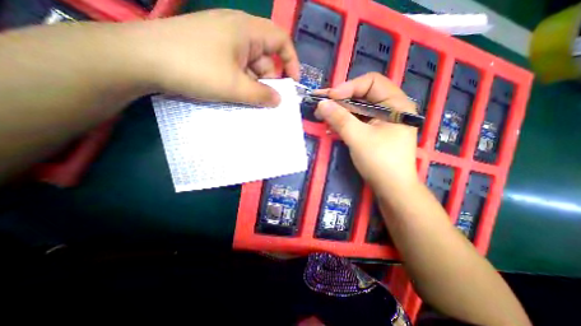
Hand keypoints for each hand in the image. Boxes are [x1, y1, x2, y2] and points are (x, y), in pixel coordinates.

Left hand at [127, 9, 298, 104]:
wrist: (141, 59)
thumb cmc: (195, 69)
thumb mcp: (235, 86)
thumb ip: (261, 95)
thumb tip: (279, 101)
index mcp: (246, 30)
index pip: (281, 40)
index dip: (291, 61)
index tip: (293, 83)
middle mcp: (237, 31)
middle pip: (264, 57)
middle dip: (267, 80)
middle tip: (265, 100)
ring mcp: (223, 40)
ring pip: (249, 65)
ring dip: (252, 83)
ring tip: (245, 99)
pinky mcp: (211, 50)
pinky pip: (235, 66)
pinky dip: (239, 81)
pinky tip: (233, 92)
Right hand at [316, 73, 419, 191]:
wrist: (392, 189)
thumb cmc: (380, 161)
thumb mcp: (358, 137)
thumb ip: (339, 119)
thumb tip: (321, 103)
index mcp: (396, 103)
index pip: (371, 82)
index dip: (349, 86)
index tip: (330, 97)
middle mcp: (391, 108)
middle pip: (363, 95)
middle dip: (340, 99)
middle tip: (320, 103)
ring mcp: (382, 121)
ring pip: (358, 108)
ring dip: (339, 111)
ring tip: (321, 114)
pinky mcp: (374, 131)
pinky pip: (357, 120)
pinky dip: (344, 121)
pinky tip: (330, 125)